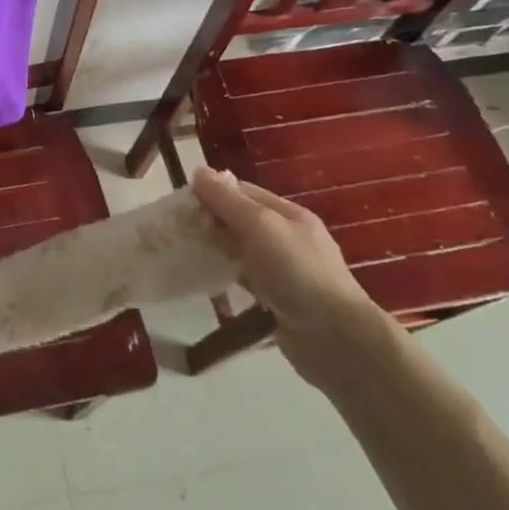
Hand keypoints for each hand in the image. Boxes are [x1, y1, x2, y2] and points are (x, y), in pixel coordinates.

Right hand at [191, 165, 395, 388]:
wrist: (334, 338)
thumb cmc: (297, 271)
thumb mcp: (260, 226)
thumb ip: (228, 200)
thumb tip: (198, 171)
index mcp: (289, 215)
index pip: (243, 192)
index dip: (212, 192)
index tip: (179, 202)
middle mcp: (288, 239)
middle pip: (241, 221)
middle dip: (210, 222)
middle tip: (174, 230)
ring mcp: (284, 271)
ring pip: (241, 251)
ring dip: (215, 250)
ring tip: (181, 253)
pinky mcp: (278, 300)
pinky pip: (245, 280)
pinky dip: (225, 277)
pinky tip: (205, 281)